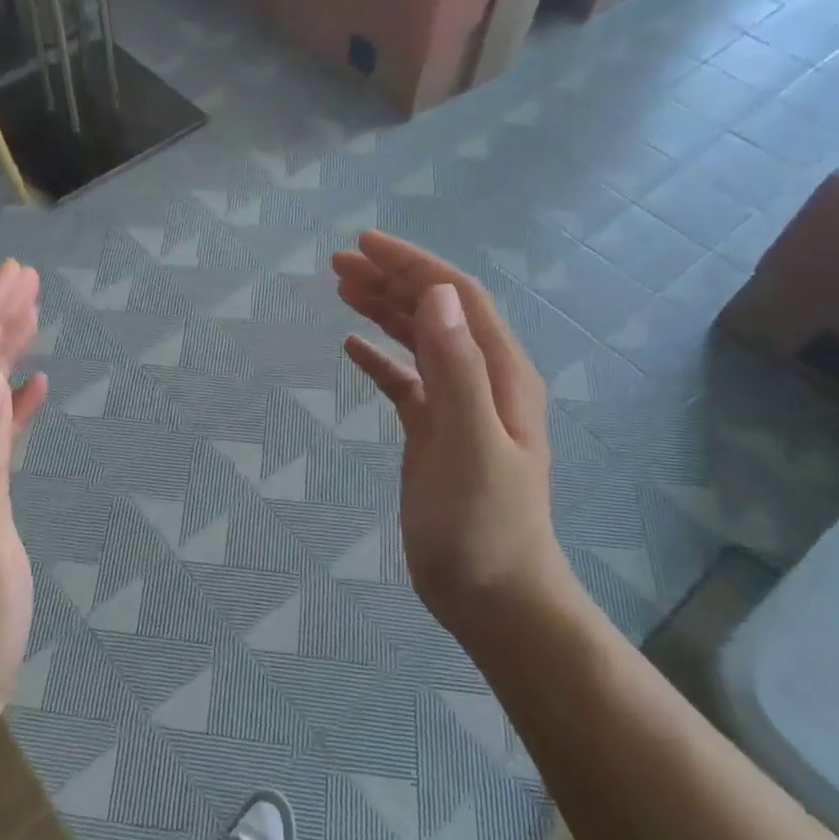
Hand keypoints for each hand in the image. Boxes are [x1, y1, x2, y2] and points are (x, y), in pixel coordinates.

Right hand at [332, 232, 563, 640]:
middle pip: (436, 313)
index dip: (414, 265)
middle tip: (338, 263)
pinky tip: (351, 349)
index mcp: (500, 374)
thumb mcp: (470, 444)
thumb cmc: (482, 525)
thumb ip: (457, 369)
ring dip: (383, 311)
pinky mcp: (434, 435)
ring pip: (419, 342)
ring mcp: (457, 408)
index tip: (365, 243)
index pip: (457, 298)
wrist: (492, 596)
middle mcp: (482, 381)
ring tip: (342, 288)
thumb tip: (435, 295)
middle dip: (391, 280)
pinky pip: (404, 384)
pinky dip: (379, 361)